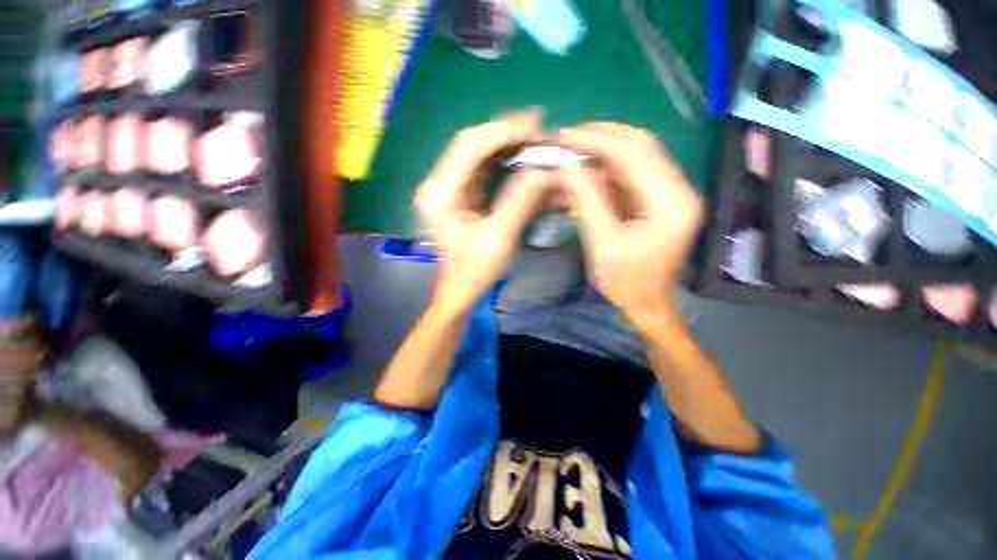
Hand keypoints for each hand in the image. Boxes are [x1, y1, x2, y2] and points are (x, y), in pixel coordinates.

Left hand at [416, 111, 554, 315]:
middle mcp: (438, 184)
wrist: (459, 290)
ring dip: (507, 145)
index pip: (469, 146)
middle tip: (540, 130)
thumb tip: (545, 171)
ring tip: (536, 140)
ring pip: (477, 153)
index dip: (503, 131)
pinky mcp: (459, 194)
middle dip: (507, 134)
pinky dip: (503, 160)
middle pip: (472, 144)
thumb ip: (521, 201)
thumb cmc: (474, 271)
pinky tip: (522, 157)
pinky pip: (482, 168)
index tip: (537, 127)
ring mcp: (448, 188)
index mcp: (440, 193)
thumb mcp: (499, 238)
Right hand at [557, 122, 703, 326]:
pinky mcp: (659, 201)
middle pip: (641, 146)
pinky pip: (633, 174)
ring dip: (605, 149)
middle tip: (568, 137)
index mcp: (670, 202)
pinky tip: (588, 169)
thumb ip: (586, 200)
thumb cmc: (625, 281)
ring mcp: (670, 194)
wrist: (646, 303)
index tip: (565, 136)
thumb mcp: (602, 243)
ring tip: (574, 149)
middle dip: (602, 137)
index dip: (597, 140)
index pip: (634, 154)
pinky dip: (608, 168)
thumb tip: (567, 165)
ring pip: (638, 156)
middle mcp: (678, 190)